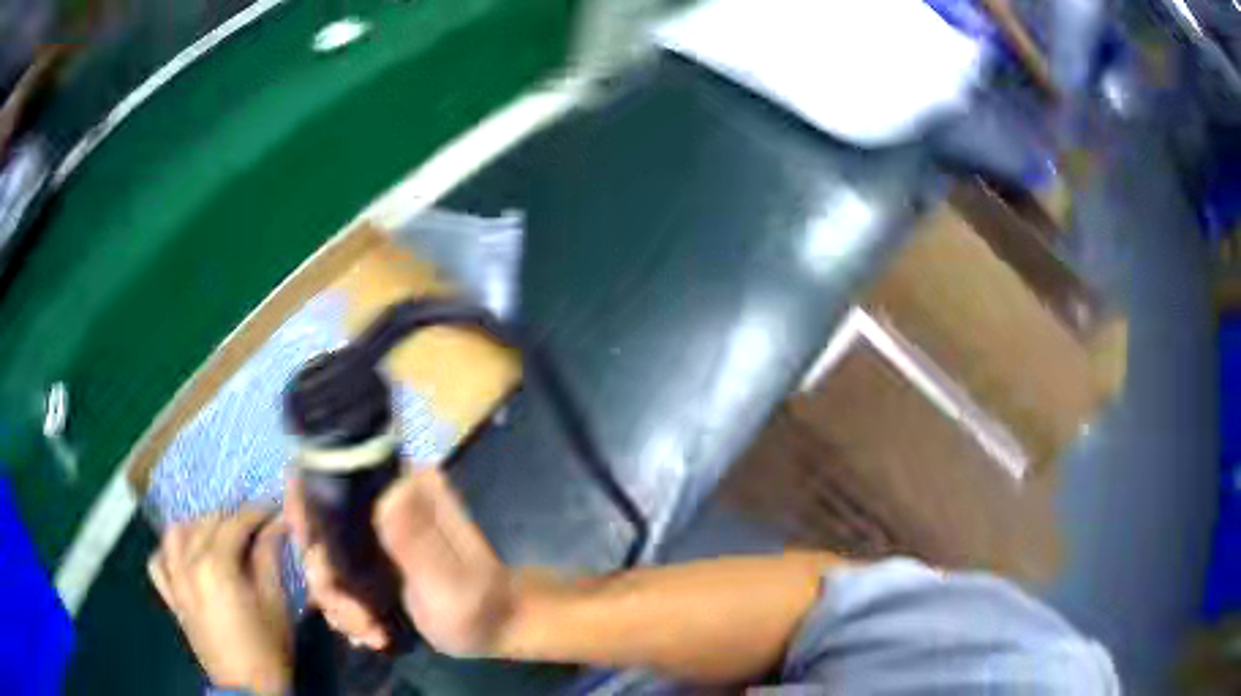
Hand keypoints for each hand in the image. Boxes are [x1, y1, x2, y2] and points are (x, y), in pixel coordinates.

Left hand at [149, 507, 291, 694]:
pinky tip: (184, 556)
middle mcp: (188, 563)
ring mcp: (175, 580)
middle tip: (255, 526)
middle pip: (205, 522)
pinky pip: (158, 562)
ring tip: (216, 536)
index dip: (257, 513)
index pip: (235, 523)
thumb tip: (275, 525)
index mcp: (216, 564)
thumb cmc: (267, 648)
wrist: (247, 689)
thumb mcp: (275, 603)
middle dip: (231, 517)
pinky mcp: (171, 597)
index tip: (274, 511)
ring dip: (196, 527)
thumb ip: (269, 558)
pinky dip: (168, 551)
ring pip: (176, 533)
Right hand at [286, 468, 517, 656]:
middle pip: (319, 526)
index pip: (330, 476)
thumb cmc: (480, 606)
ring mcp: (376, 532)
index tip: (319, 563)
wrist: (496, 627)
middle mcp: (383, 500)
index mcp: (403, 487)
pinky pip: (338, 578)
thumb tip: (387, 494)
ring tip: (371, 635)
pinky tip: (369, 634)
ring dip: (338, 603)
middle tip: (357, 619)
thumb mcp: (450, 581)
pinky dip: (345, 610)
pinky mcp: (373, 560)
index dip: (306, 514)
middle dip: (327, 580)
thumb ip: (418, 542)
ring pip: (324, 558)